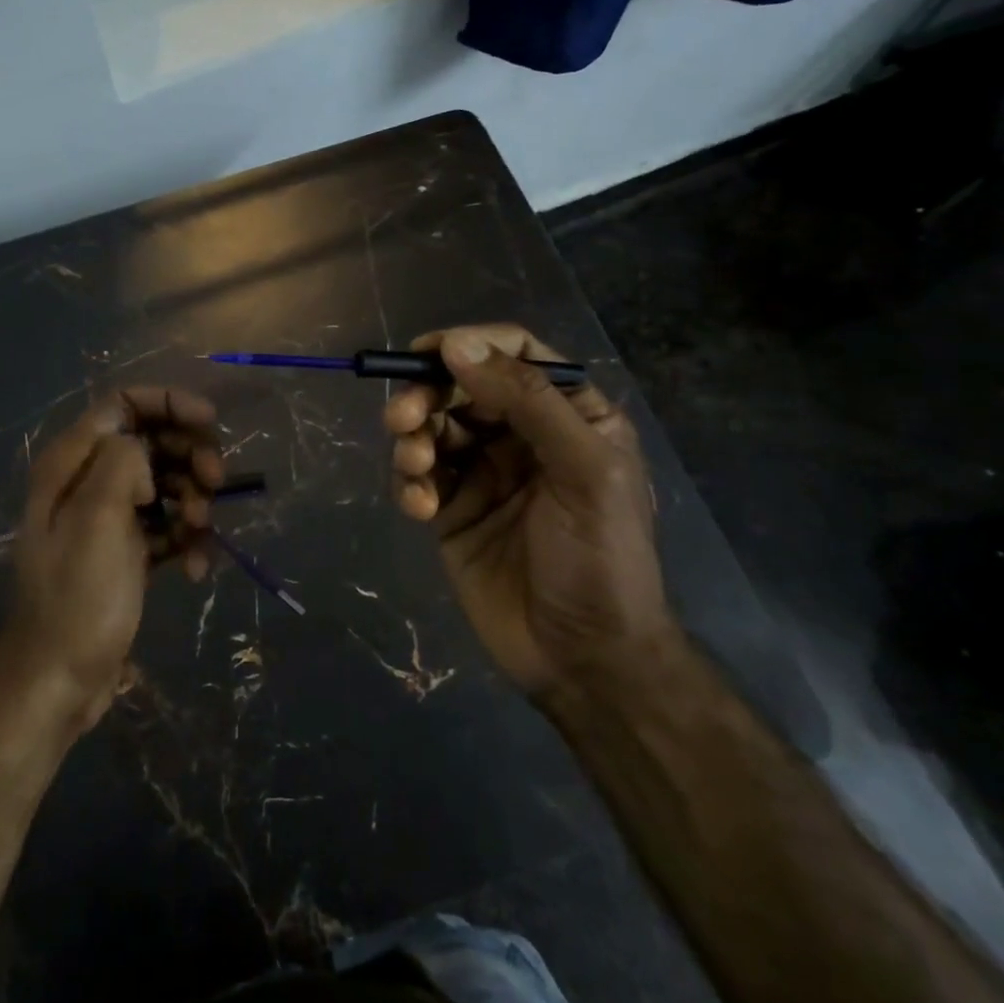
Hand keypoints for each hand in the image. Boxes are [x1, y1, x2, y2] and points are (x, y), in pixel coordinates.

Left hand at [0, 387, 223, 729]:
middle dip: (190, 456)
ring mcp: (109, 517)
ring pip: (166, 483)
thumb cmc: (76, 600)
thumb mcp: (96, 521)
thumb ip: (121, 463)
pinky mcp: (127, 551)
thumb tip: (144, 453)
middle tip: (215, 484)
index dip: (168, 403)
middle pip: (152, 441)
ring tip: (200, 534)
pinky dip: (186, 541)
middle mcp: (89, 481)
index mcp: (71, 463)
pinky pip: (168, 526)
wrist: (58, 683)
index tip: (209, 421)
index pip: (122, 404)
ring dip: (193, 501)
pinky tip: (195, 571)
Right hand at [385, 325, 670, 699]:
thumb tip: (458, 345)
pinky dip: (410, 484)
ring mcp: (484, 472)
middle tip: (402, 418)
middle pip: (461, 386)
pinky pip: (419, 477)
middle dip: (426, 395)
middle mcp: (522, 434)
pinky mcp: (452, 508)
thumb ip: (527, 401)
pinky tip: (420, 510)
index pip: (514, 354)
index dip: (469, 345)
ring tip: (415, 468)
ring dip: (412, 439)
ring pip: (432, 427)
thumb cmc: (601, 560)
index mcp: (568, 414)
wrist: (583, 658)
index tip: (426, 354)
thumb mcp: (583, 472)